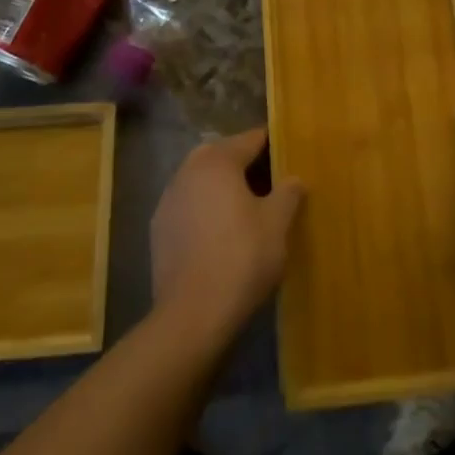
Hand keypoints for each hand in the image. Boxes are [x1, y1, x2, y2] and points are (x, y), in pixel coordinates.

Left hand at [150, 128, 304, 344]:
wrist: (191, 315)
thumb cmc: (241, 259)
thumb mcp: (276, 225)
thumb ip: (288, 194)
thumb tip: (294, 179)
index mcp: (218, 161)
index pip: (250, 139)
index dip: (271, 143)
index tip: (287, 150)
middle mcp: (189, 170)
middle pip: (221, 154)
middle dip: (243, 161)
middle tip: (267, 178)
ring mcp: (169, 199)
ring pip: (201, 178)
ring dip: (221, 184)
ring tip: (245, 206)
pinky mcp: (159, 228)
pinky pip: (188, 204)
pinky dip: (204, 207)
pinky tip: (219, 231)